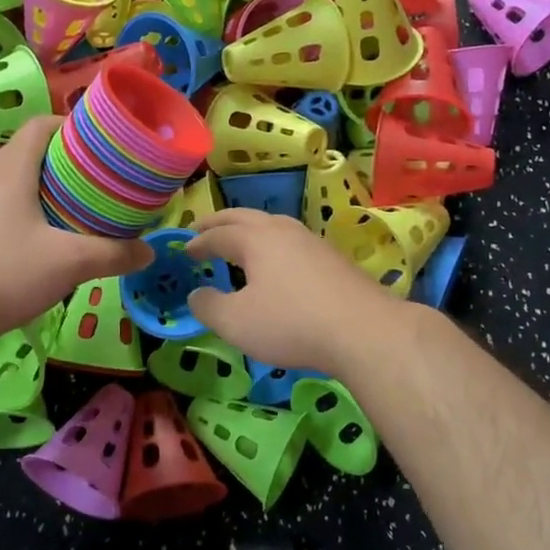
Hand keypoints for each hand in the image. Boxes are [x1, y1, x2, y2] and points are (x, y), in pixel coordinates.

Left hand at [0, 117, 151, 355]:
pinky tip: (52, 243)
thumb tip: (148, 251)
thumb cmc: (5, 272)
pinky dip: (33, 216)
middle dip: (70, 163)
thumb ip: (113, 254)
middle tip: (104, 181)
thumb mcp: (70, 263)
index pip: (41, 125)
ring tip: (85, 211)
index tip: (104, 144)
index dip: (73, 125)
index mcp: (12, 169)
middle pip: (33, 154)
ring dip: (51, 192)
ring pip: (20, 185)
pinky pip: (8, 211)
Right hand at [185, 209, 409, 374]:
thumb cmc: (291, 323)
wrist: (365, 331)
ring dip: (249, 229)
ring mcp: (312, 242)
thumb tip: (195, 295)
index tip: (184, 250)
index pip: (218, 234)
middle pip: (245, 218)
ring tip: (239, 241)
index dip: (198, 242)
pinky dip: (272, 245)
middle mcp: (283, 231)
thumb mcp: (236, 322)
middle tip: (201, 228)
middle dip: (220, 223)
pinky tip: (278, 263)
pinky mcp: (333, 259)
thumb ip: (208, 307)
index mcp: (255, 239)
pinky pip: (292, 242)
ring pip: (273, 225)